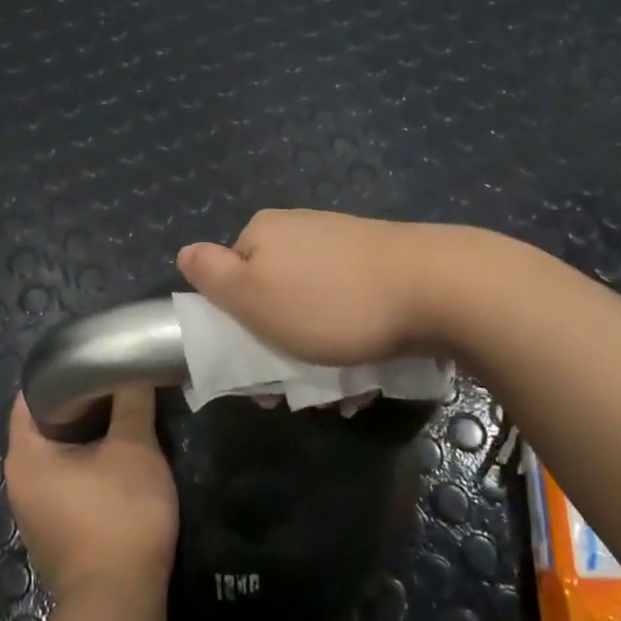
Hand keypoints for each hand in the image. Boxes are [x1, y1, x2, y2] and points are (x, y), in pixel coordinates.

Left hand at [5, 387, 177, 620]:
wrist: (119, 605)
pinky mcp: (56, 533)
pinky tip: (121, 460)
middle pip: (46, 426)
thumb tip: (132, 370)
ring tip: (124, 415)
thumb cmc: (120, 516)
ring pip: (59, 457)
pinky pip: (68, 484)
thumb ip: (132, 403)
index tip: (94, 360)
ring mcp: (35, 513)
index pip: (31, 396)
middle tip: (117, 383)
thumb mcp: (134, 449)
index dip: (61, 373)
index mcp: (25, 456)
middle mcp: (19, 482)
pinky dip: (89, 466)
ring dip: (88, 437)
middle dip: (82, 403)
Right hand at [177, 209, 450, 363]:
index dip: (235, 328)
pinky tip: (365, 373)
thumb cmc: (330, 302)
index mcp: (264, 233)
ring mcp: (343, 244)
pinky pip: (349, 309)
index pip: (230, 281)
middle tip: (297, 390)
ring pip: (313, 309)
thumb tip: (185, 253)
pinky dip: (350, 341)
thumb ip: (211, 274)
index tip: (255, 372)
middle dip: (280, 347)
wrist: (435, 287)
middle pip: (272, 296)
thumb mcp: (253, 295)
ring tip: (340, 389)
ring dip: (317, 354)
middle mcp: (300, 230)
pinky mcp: (379, 263)